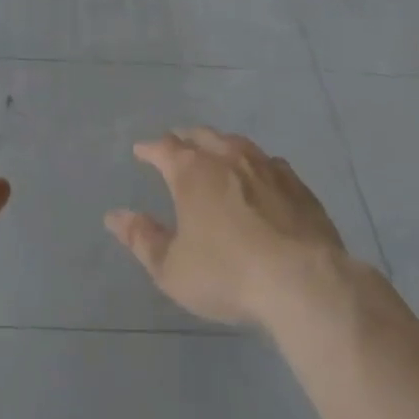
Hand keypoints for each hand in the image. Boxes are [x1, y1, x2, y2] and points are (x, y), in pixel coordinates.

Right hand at [105, 128, 352, 328]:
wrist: (303, 282)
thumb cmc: (228, 274)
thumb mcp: (173, 268)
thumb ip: (142, 239)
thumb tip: (114, 217)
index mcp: (191, 171)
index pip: (163, 148)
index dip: (150, 149)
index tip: (141, 151)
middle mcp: (226, 157)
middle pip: (200, 136)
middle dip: (184, 139)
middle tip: (176, 145)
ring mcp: (265, 166)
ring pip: (236, 143)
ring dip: (220, 145)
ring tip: (215, 152)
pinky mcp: (297, 184)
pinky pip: (269, 163)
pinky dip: (255, 164)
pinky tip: (260, 175)